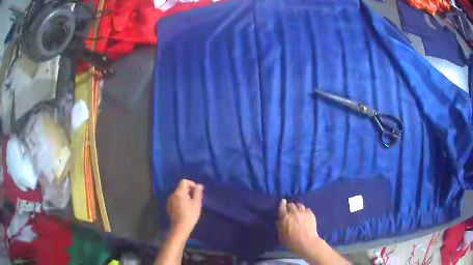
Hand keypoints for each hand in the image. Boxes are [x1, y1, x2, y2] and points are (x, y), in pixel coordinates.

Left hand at [166, 179, 203, 234]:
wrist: (180, 227)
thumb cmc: (190, 214)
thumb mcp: (197, 203)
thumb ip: (198, 192)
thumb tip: (199, 185)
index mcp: (179, 192)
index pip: (184, 181)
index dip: (191, 184)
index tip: (197, 190)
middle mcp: (173, 194)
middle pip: (180, 188)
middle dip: (188, 191)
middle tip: (195, 198)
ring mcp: (169, 201)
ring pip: (178, 195)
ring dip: (184, 196)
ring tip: (190, 205)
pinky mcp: (168, 207)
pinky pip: (175, 200)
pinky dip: (180, 201)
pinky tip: (184, 209)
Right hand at [277, 199, 319, 256]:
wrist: (306, 242)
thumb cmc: (291, 241)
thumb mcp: (281, 235)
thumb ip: (279, 226)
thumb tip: (279, 220)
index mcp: (285, 217)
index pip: (282, 206)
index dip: (282, 204)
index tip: (282, 202)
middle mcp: (294, 212)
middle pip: (291, 204)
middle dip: (289, 206)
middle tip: (289, 210)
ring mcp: (303, 212)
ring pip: (299, 205)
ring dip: (297, 207)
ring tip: (297, 211)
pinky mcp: (311, 214)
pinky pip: (306, 209)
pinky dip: (304, 211)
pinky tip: (304, 215)